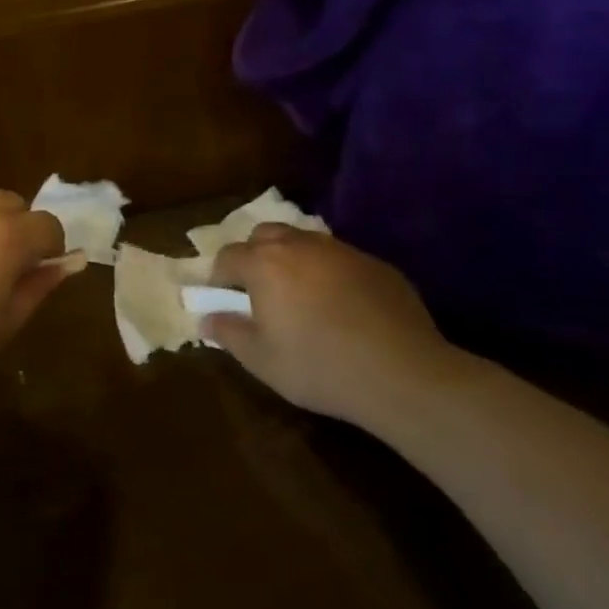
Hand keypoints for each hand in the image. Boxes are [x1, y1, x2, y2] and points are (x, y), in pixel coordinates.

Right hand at [204, 225, 471, 431]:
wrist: (401, 373)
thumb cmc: (318, 367)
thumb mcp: (260, 360)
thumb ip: (228, 332)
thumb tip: (207, 317)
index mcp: (265, 264)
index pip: (227, 256)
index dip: (219, 277)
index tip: (223, 301)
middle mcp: (301, 245)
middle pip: (265, 235)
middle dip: (254, 256)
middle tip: (259, 292)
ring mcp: (342, 251)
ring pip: (304, 242)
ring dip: (292, 260)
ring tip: (299, 297)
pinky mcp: (376, 264)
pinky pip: (339, 259)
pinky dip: (328, 274)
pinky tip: (341, 307)